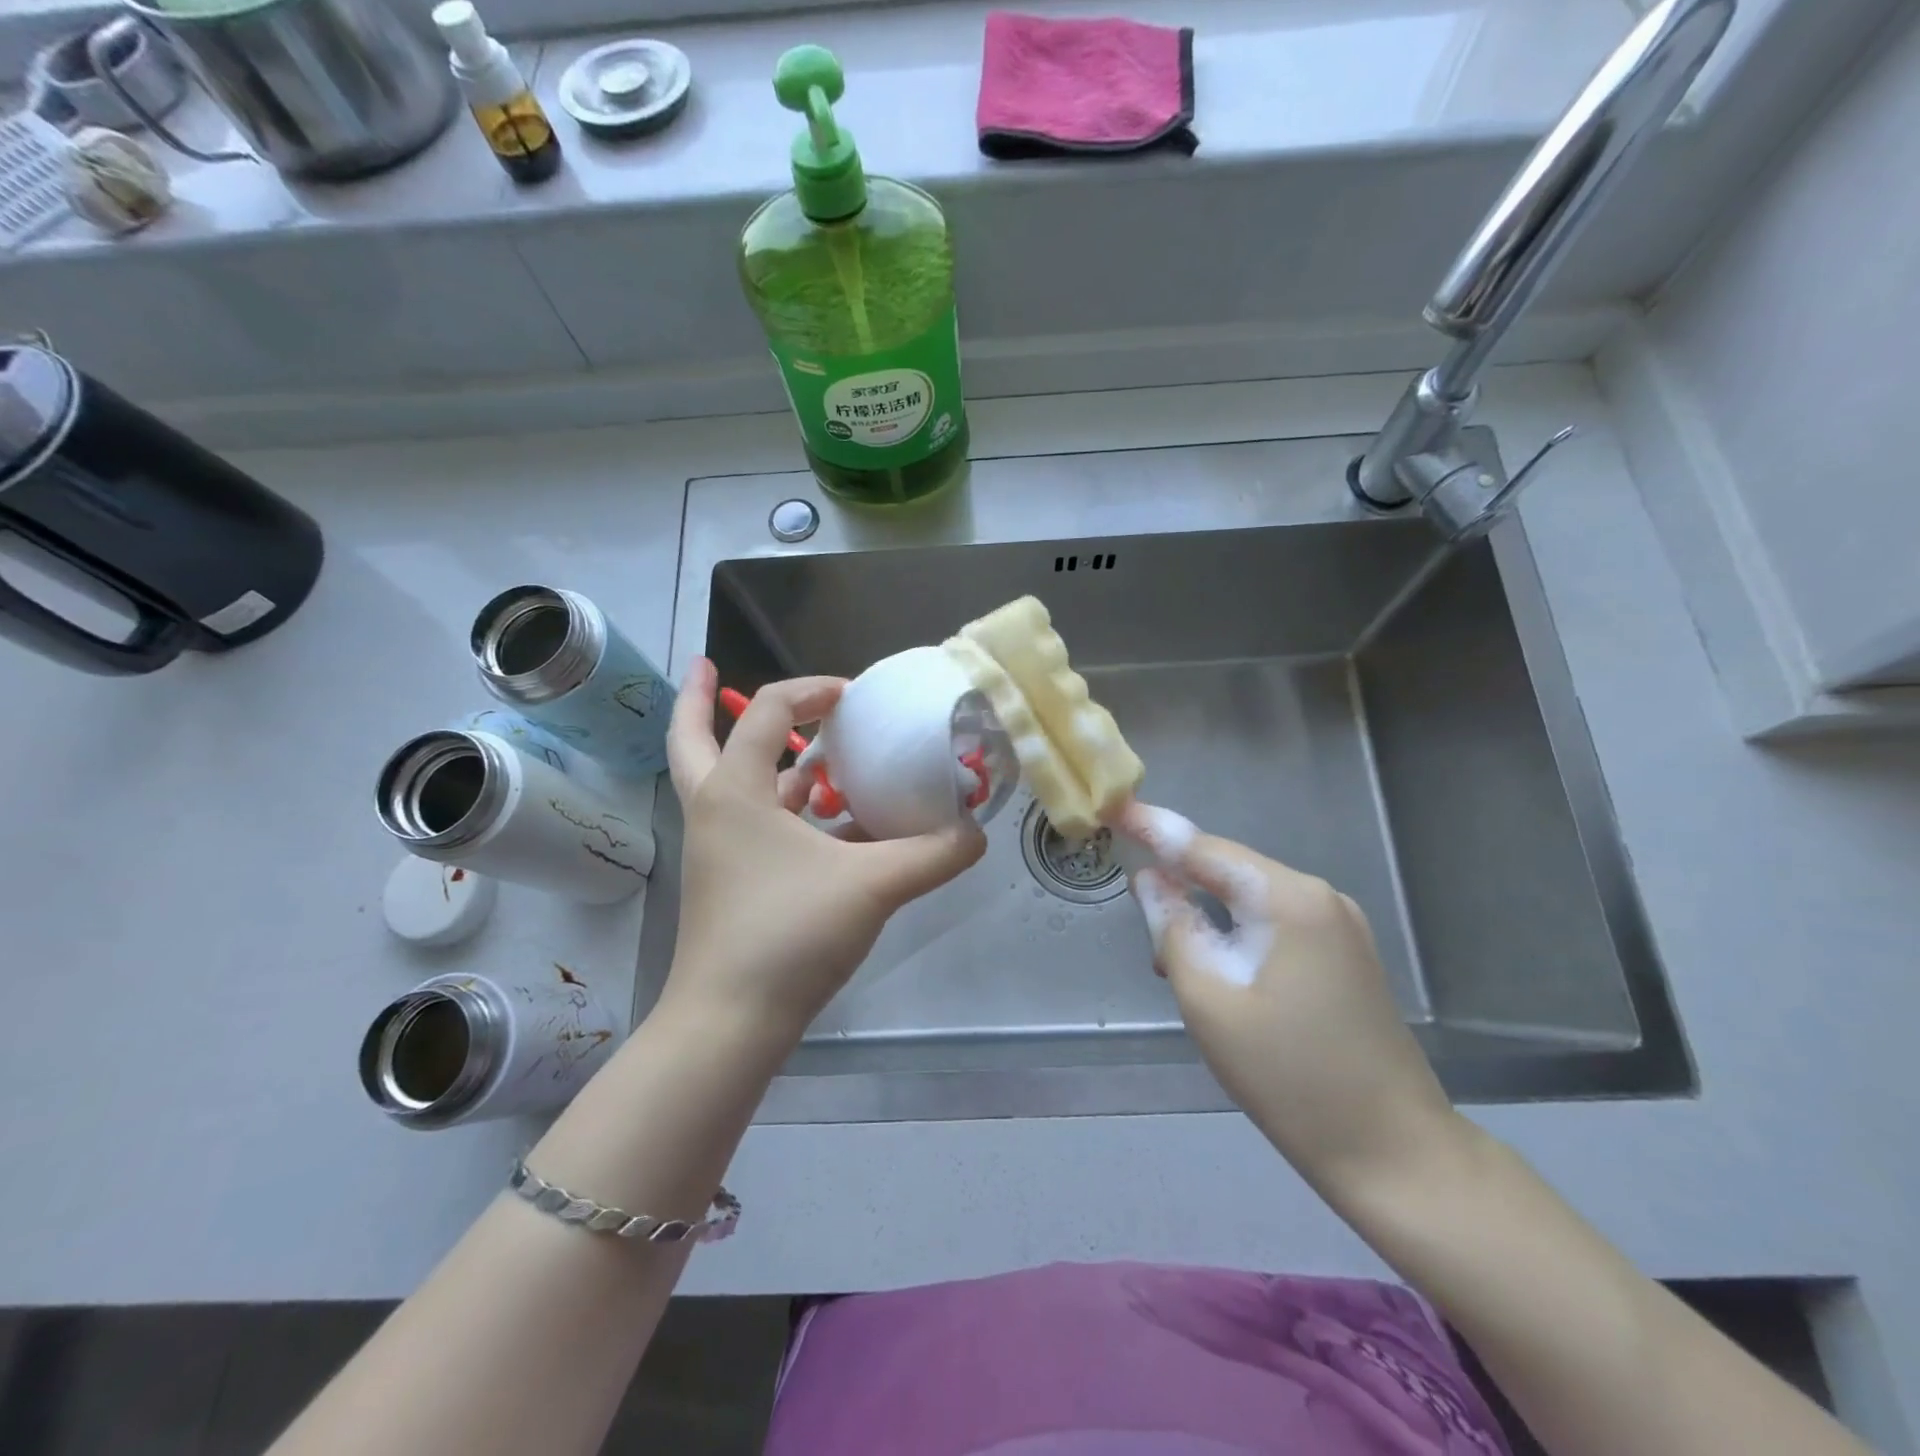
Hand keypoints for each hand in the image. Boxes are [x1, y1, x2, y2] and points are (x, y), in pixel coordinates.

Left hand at [662, 658, 986, 1044]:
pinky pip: (757, 825)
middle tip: (709, 665)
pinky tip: (834, 821)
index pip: (765, 712)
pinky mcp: (730, 880)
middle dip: (698, 699)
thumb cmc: (788, 934)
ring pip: (732, 784)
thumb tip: (978, 832)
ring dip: (766, 761)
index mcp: (735, 791)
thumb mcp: (873, 885)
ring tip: (812, 749)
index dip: (808, 691)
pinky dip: (788, 811)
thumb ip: (934, 854)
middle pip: (691, 738)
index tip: (850, 694)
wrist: (730, 1023)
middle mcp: (716, 810)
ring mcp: (718, 848)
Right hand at [1118, 802, 1461, 1198]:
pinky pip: (1275, 924)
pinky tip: (1220, 971)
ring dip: (1207, 916)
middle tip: (1140, 921)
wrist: (1394, 1152)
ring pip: (1251, 900)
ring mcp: (1341, 925)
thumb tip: (1151, 880)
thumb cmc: (1289, 1077)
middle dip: (1180, 884)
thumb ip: (1173, 928)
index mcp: (1289, 900)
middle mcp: (1320, 897)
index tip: (1111, 807)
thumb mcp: (1210, 1000)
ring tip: (1173, 963)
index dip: (1152, 828)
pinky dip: (1238, 934)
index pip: (1204, 848)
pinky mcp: (1347, 954)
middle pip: (1230, 870)